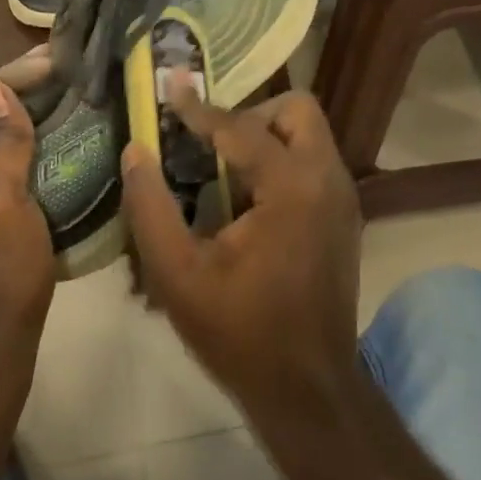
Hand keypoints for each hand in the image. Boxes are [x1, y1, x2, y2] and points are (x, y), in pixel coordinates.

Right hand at [122, 84, 362, 426]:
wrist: (310, 393)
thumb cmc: (241, 334)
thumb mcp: (179, 275)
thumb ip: (151, 207)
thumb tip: (136, 151)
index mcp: (292, 187)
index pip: (241, 127)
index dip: (199, 108)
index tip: (170, 86)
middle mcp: (328, 179)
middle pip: (297, 111)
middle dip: (251, 114)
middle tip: (209, 141)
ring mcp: (343, 198)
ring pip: (309, 134)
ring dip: (267, 136)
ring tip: (222, 167)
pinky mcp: (345, 217)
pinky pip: (313, 162)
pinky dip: (281, 161)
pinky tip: (246, 199)